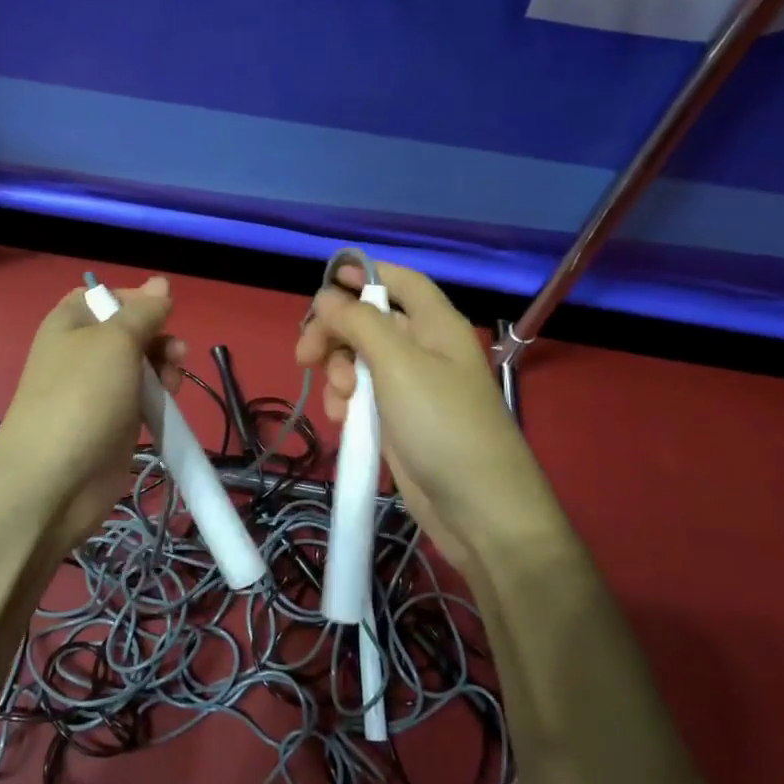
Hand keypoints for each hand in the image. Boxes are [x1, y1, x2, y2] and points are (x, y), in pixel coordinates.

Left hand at [0, 275, 183, 547]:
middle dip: (157, 337)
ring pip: (140, 366)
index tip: (163, 311)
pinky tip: (169, 403)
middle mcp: (80, 353)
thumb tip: (161, 283)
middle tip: (176, 353)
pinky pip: (141, 399)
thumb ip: (143, 312)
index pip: (104, 296)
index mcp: (70, 323)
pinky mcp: (112, 423)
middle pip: (128, 332)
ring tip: (173, 381)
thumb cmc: (82, 397)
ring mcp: (96, 391)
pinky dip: (158, 398)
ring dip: (163, 368)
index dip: (135, 299)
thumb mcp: (116, 341)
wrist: (54, 482)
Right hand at [296, 260, 543, 568]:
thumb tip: (327, 296)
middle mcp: (424, 349)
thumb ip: (360, 322)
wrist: (478, 509)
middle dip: (335, 334)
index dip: (365, 274)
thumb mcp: (398, 363)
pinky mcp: (398, 420)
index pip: (400, 281)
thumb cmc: (442, 424)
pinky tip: (342, 421)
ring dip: (337, 373)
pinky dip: (346, 402)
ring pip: (358, 360)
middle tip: (305, 355)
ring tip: (339, 402)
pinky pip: (362, 396)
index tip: (325, 283)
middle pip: (369, 321)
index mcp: (436, 325)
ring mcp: (411, 387)